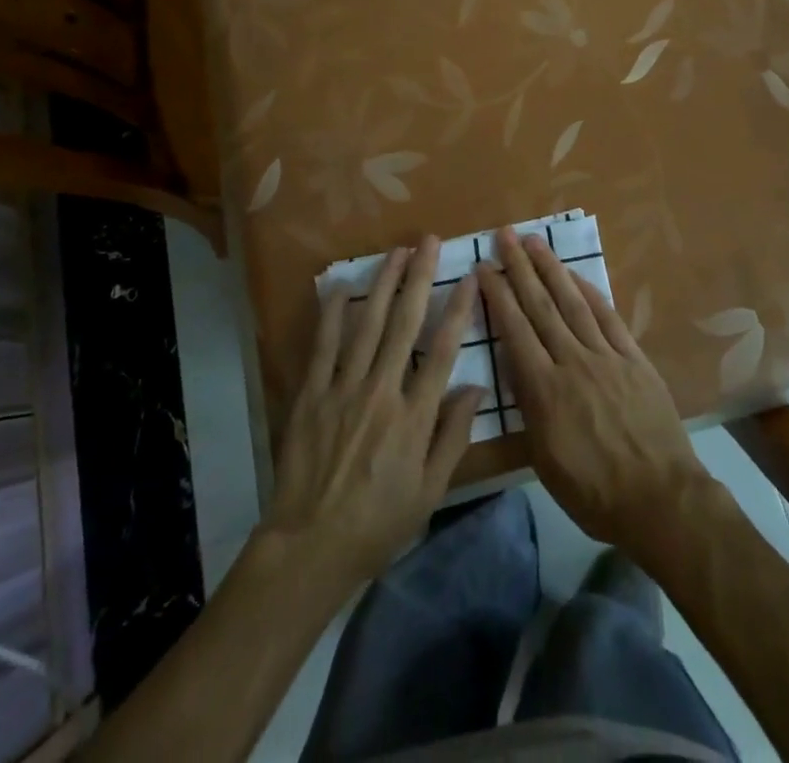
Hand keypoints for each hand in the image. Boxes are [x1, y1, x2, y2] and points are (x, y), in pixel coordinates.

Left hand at [261, 237, 484, 588]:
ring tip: (395, 252)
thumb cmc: (379, 522)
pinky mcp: (312, 394)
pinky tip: (339, 286)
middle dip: (419, 278)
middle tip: (427, 242)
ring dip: (382, 283)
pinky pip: (323, 345)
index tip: (468, 278)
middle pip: (405, 324)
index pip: (442, 351)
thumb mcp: (430, 490)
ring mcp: (343, 389)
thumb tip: (477, 387)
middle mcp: (382, 392)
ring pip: (367, 324)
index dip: (457, 310)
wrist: (311, 545)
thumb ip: (453, 436)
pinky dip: (332, 314)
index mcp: (414, 417)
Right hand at [478, 228, 710, 553]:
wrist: (659, 499)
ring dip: (551, 269)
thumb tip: (517, 368)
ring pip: (573, 302)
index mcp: (544, 390)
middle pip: (540, 306)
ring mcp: (606, 356)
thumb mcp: (543, 459)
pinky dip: (590, 291)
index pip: (514, 330)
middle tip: (505, 235)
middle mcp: (572, 361)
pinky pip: (608, 316)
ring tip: (535, 242)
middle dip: (519, 268)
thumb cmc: (593, 492)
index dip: (497, 296)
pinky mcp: (634, 358)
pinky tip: (576, 276)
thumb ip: (529, 408)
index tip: (483, 268)